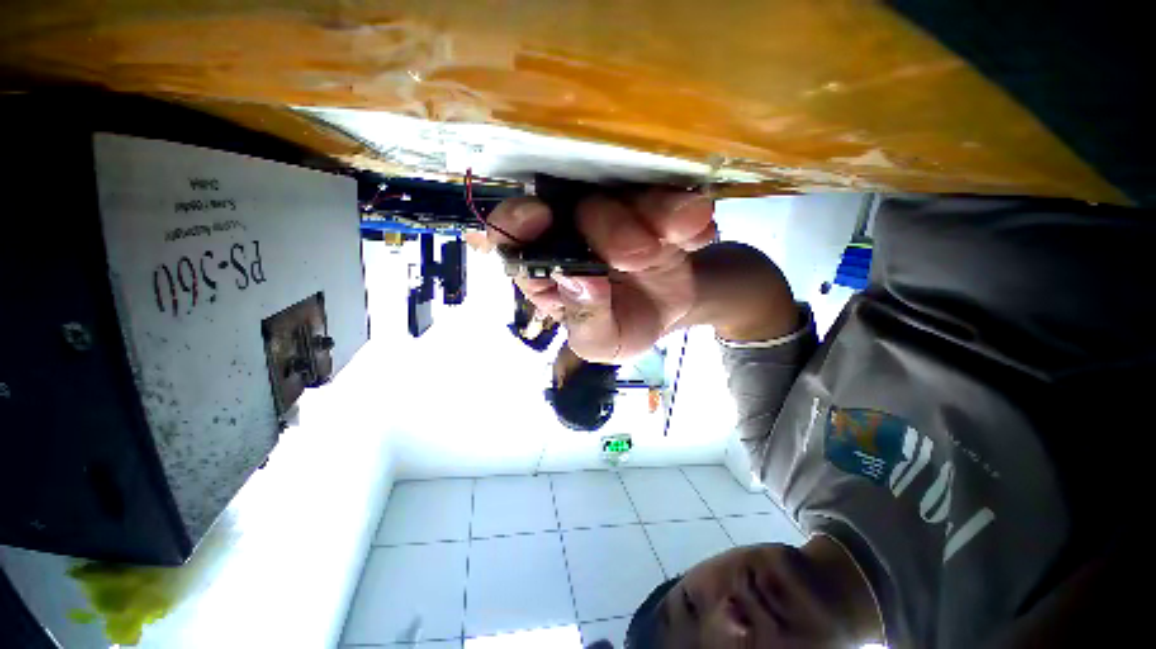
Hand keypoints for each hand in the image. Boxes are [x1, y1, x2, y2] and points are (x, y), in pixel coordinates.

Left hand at [487, 188, 717, 362]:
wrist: (671, 312)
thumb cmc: (624, 327)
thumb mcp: (601, 342)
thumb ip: (585, 319)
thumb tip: (577, 281)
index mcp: (549, 267)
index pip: (513, 237)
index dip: (517, 222)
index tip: (540, 216)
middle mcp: (574, 232)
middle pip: (576, 210)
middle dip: (609, 228)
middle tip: (641, 255)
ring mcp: (615, 212)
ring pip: (624, 194)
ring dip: (654, 212)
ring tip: (677, 238)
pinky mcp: (653, 205)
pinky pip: (670, 196)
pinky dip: (686, 212)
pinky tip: (697, 236)